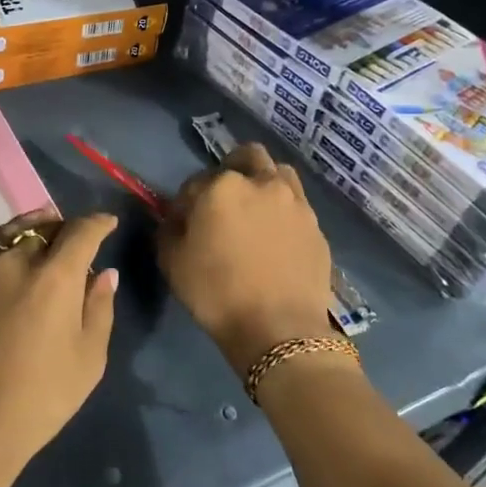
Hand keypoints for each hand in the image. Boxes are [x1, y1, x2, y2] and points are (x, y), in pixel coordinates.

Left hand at [0, 208, 119, 480]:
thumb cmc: (38, 399)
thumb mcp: (87, 360)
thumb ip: (99, 309)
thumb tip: (103, 274)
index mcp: (55, 275)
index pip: (81, 231)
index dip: (98, 223)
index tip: (107, 224)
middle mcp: (15, 260)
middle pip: (45, 226)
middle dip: (65, 228)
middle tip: (75, 239)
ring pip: (11, 234)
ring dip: (32, 231)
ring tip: (41, 238)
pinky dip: (4, 250)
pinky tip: (8, 268)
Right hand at [158, 143, 333, 374]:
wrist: (279, 329)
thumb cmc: (216, 293)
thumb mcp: (172, 262)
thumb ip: (169, 229)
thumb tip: (176, 218)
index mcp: (222, 186)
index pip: (196, 181)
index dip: (187, 201)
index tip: (185, 222)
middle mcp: (262, 183)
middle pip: (247, 157)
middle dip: (233, 169)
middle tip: (224, 199)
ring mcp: (295, 203)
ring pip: (278, 174)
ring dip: (264, 183)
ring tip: (256, 211)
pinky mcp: (316, 227)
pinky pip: (296, 206)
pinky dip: (283, 212)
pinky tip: (276, 238)